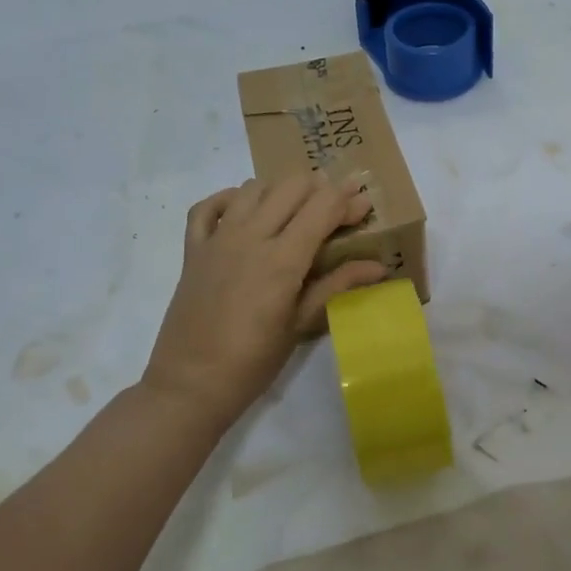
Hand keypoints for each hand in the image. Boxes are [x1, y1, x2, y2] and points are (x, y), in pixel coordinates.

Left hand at [143, 173, 388, 429]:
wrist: (189, 384)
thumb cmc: (253, 362)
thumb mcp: (300, 325)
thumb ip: (337, 285)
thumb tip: (380, 267)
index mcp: (282, 259)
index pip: (322, 206)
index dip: (348, 199)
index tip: (365, 202)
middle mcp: (250, 237)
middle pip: (291, 186)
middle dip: (320, 189)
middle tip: (336, 209)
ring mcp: (217, 239)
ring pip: (253, 188)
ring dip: (280, 191)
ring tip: (295, 211)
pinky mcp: (193, 249)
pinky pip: (207, 206)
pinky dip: (228, 199)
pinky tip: (243, 210)